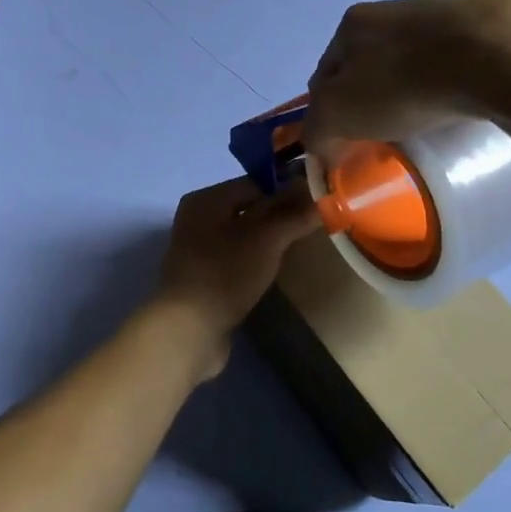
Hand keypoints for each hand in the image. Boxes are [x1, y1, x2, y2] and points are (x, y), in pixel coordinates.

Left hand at [153, 177, 320, 379]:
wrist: (188, 329)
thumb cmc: (225, 273)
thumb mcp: (266, 238)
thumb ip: (293, 214)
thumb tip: (322, 193)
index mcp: (205, 200)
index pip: (254, 182)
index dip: (287, 189)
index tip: (318, 201)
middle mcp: (197, 219)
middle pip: (248, 208)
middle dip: (280, 215)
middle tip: (313, 225)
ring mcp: (198, 251)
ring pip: (243, 236)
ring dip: (269, 240)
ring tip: (299, 247)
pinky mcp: (204, 278)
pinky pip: (236, 259)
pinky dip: (255, 261)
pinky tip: (274, 271)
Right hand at [304, 0, 510, 155]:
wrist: (494, 54)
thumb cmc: (401, 83)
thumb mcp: (338, 114)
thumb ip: (317, 129)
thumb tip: (318, 142)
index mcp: (351, 24)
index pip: (324, 72)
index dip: (327, 109)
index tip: (341, 137)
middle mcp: (392, 8)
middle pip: (368, 61)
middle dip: (369, 94)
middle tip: (382, 131)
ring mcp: (442, 11)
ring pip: (413, 56)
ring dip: (411, 83)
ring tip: (426, 118)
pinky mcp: (487, 22)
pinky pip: (456, 58)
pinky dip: (451, 79)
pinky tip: (461, 102)